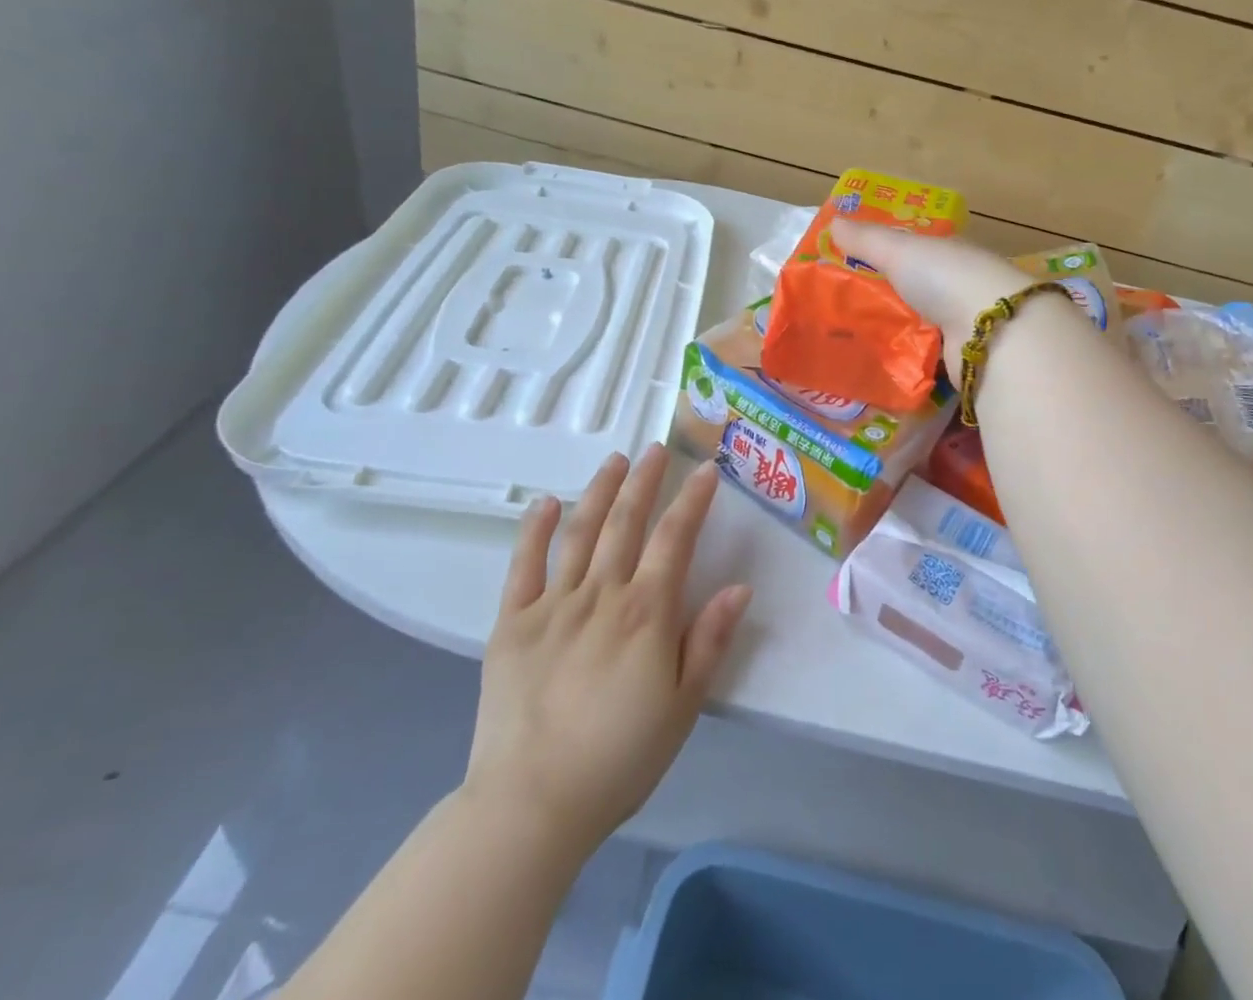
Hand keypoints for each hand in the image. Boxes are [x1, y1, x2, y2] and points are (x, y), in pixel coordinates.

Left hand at [461, 445, 751, 858]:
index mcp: (646, 613)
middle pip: (626, 522)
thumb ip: (710, 640)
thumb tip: (740, 587)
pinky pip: (524, 566)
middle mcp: (601, 595)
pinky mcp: (511, 624)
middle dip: (644, 480)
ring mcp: (552, 605)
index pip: (675, 538)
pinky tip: (547, 503)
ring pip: (580, 532)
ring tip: (615, 460)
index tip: (706, 469)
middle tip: (655, 448)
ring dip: (599, 491)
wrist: (531, 805)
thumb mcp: (683, 706)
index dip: (692, 500)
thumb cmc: (619, 758)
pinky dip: (536, 531)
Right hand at [829, 220, 1032, 374]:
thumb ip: (867, 239)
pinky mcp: (963, 358)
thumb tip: (833, 223)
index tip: (854, 264)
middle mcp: (962, 285)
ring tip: (852, 338)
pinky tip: (880, 363)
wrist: (992, 334)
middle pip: (918, 289)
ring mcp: (966, 323)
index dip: (888, 254)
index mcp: (951, 252)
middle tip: (843, 307)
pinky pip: (927, 355)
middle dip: (888, 296)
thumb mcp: (900, 251)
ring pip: (922, 323)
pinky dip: (908, 358)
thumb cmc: (946, 278)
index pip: (917, 250)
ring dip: (897, 330)